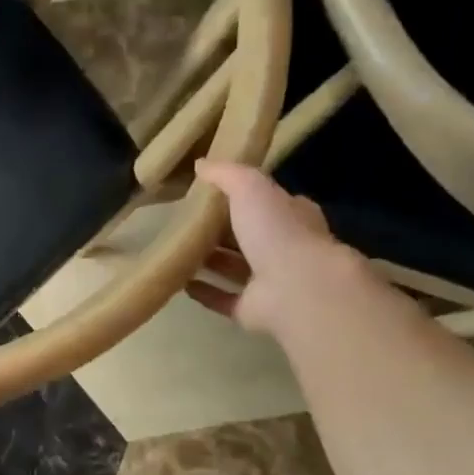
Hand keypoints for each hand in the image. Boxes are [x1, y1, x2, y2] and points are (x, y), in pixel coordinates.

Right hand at [186, 159, 347, 334]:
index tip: (212, 193)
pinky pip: (224, 299)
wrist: (296, 288)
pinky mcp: (253, 310)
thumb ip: (226, 174)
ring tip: (177, 252)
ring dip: (211, 262)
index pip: (270, 203)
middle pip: (249, 237)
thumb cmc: (277, 231)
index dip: (245, 197)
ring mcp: (270, 282)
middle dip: (222, 231)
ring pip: (235, 269)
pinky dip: (204, 292)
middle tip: (186, 223)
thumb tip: (201, 164)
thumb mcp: (250, 188)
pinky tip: (180, 284)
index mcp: (291, 217)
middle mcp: (283, 249)